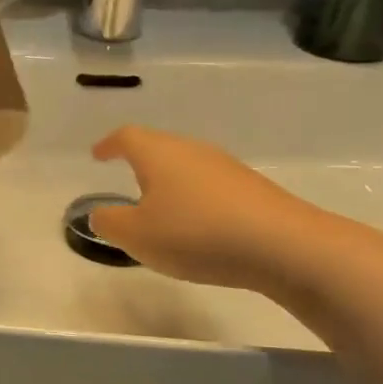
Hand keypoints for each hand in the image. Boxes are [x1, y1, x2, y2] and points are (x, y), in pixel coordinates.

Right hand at [88, 126, 319, 289]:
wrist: (285, 246)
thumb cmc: (196, 234)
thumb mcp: (137, 235)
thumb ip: (109, 222)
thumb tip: (100, 213)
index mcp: (158, 154)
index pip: (126, 137)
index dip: (109, 145)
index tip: (97, 155)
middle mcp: (192, 150)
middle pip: (159, 147)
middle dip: (140, 162)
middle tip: (127, 182)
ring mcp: (226, 167)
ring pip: (187, 166)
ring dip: (170, 183)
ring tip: (161, 209)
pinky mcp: (253, 189)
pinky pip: (211, 186)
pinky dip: (196, 199)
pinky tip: (199, 227)